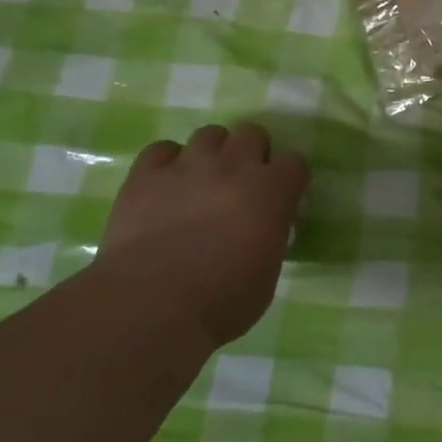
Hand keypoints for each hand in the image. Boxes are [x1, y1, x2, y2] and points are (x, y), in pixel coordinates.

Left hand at [99, 122, 309, 344]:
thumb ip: (270, 237)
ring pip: (209, 134)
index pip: (294, 163)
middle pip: (252, 134)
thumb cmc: (222, 301)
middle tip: (240, 184)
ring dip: (211, 154)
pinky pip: (160, 150)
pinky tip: (163, 186)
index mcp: (272, 191)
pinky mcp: (146, 176)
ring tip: (201, 181)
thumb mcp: (268, 273)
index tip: (280, 198)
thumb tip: (261, 231)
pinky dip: (165, 163)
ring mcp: (188, 166)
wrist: (151, 306)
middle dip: (250, 154)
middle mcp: (234, 166)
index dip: (288, 179)